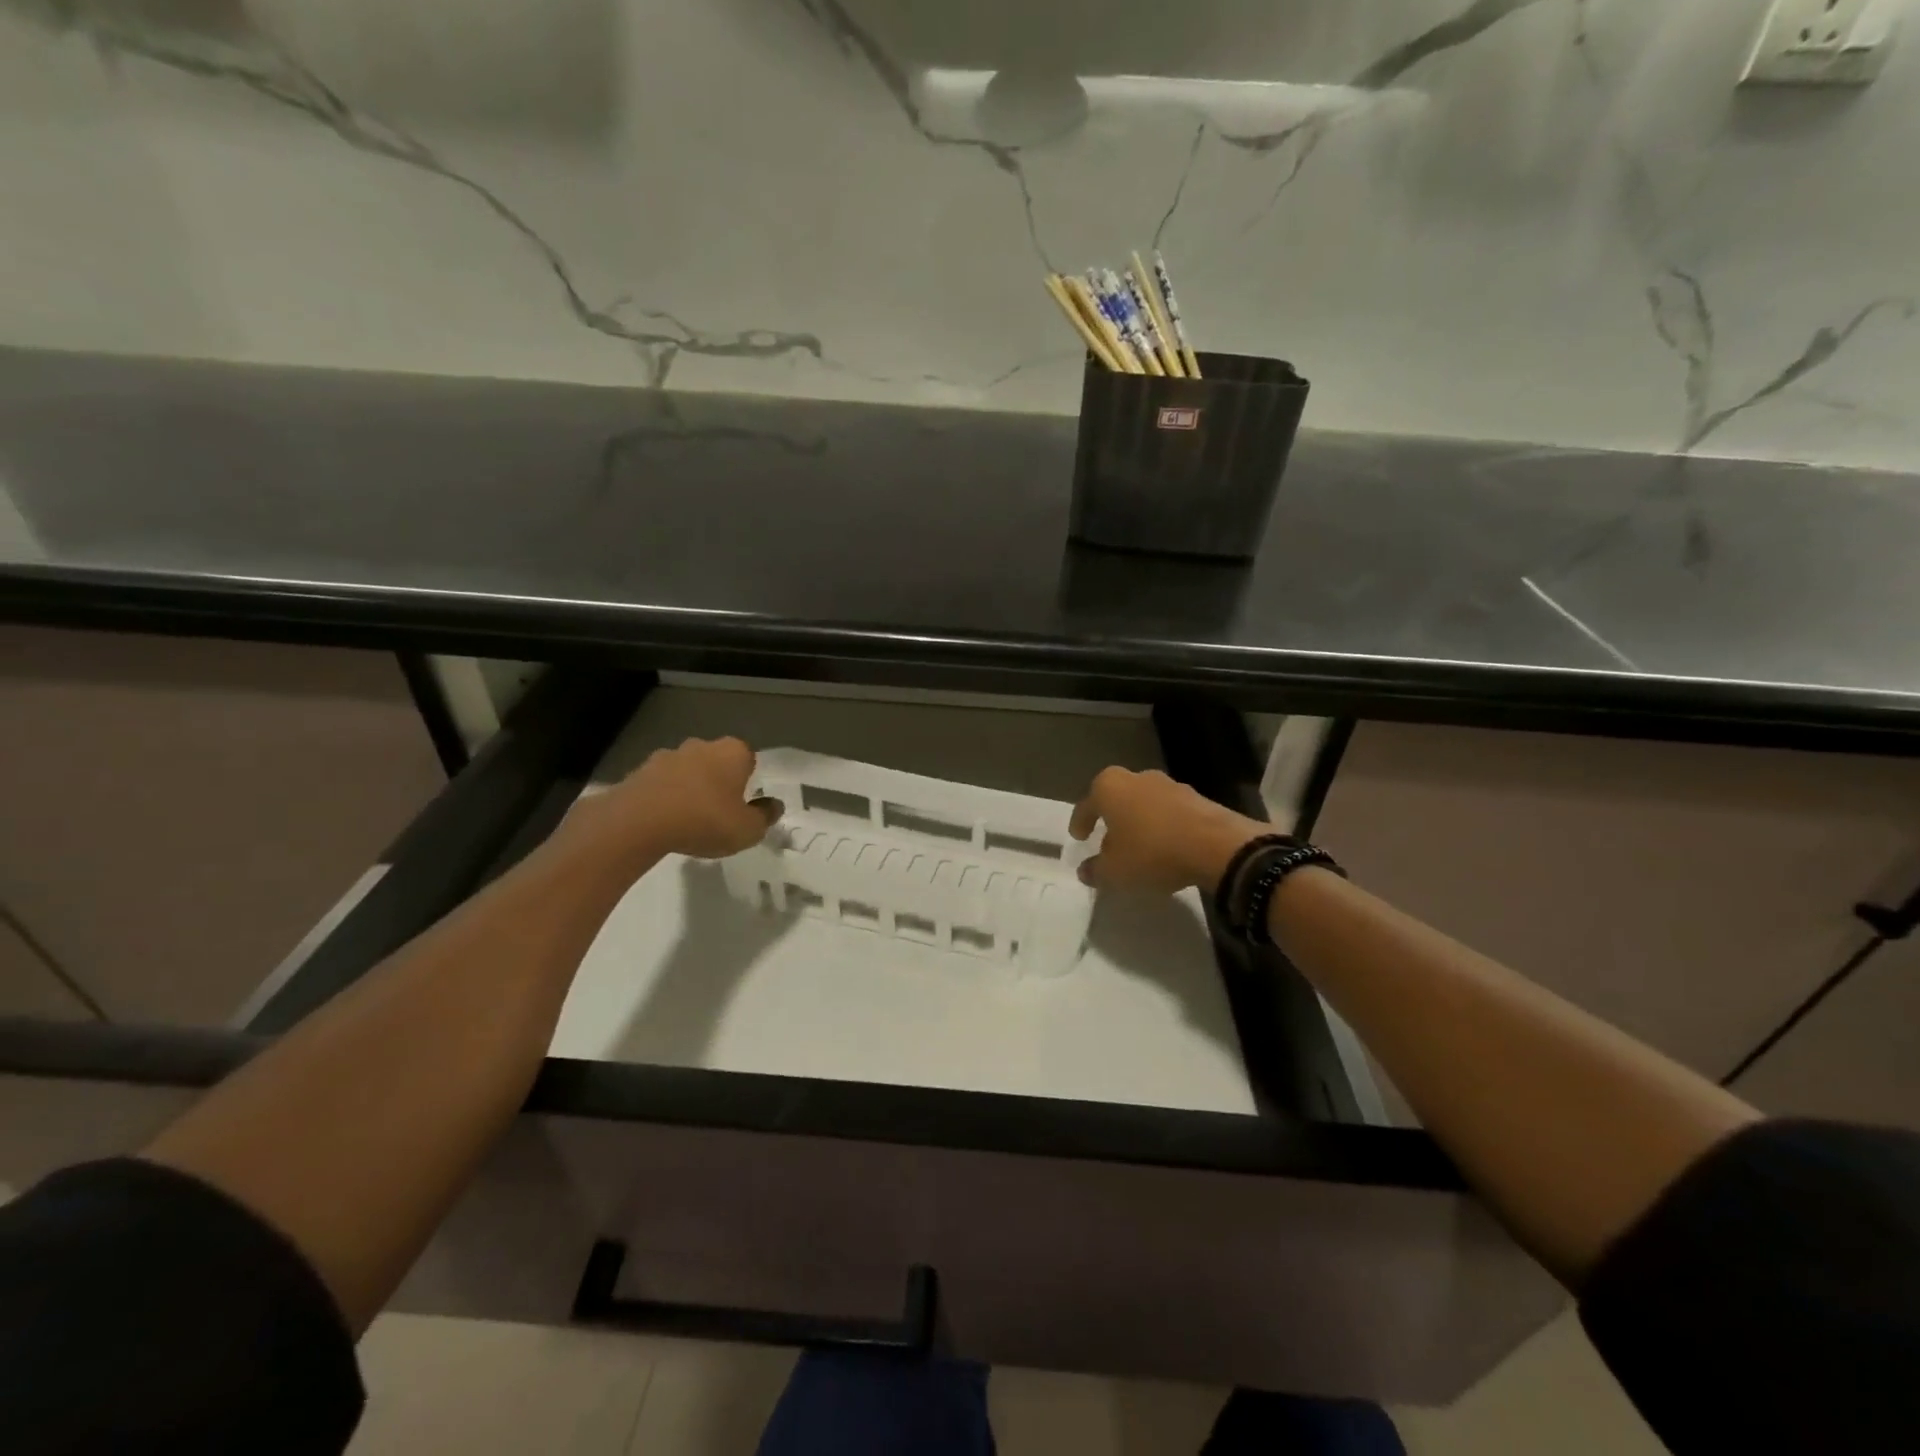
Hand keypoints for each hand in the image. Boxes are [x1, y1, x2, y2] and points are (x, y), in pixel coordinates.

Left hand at [578, 736, 780, 864]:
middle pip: (716, 762)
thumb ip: (765, 817)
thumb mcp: (747, 829)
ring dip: (690, 789)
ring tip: (688, 821)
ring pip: (687, 771)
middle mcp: (701, 745)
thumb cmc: (704, 820)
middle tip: (719, 813)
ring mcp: (667, 755)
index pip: (748, 759)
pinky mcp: (639, 771)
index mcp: (733, 752)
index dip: (748, 781)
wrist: (638, 822)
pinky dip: (665, 797)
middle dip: (718, 781)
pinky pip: (661, 784)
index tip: (744, 804)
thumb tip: (774, 806)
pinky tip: (664, 822)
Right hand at [1069, 766, 1266, 893]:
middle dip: (1111, 818)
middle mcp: (1137, 778)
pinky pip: (1169, 812)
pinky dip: (1163, 827)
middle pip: (1116, 798)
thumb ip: (1095, 870)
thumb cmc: (1152, 852)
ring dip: (1139, 822)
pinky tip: (1166, 847)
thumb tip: (1085, 870)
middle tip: (1107, 840)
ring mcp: (1169, 784)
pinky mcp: (1196, 797)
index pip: (1086, 805)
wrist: (1217, 845)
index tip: (1079, 837)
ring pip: (1144, 803)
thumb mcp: (1115, 871)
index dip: (1080, 822)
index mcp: (1109, 787)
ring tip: (1139, 846)